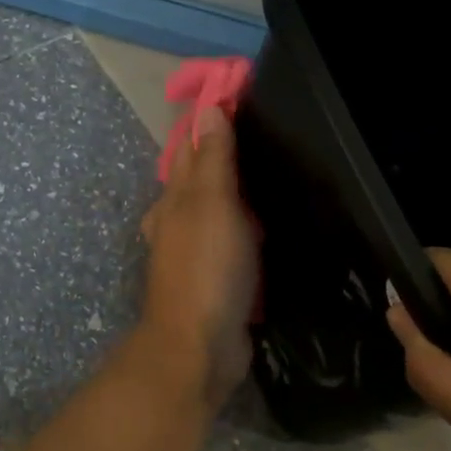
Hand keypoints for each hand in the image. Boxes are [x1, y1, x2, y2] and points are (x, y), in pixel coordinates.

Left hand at [138, 109, 258, 407]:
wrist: (199, 347)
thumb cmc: (206, 268)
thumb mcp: (212, 205)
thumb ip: (213, 160)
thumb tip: (207, 109)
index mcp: (173, 201)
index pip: (191, 151)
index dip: (212, 127)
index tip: (242, 102)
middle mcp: (177, 224)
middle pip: (202, 184)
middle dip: (225, 162)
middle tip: (270, 140)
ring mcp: (194, 257)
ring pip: (217, 216)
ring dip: (238, 200)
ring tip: (277, 180)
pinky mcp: (214, 284)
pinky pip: (232, 248)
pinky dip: (247, 235)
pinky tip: (270, 233)